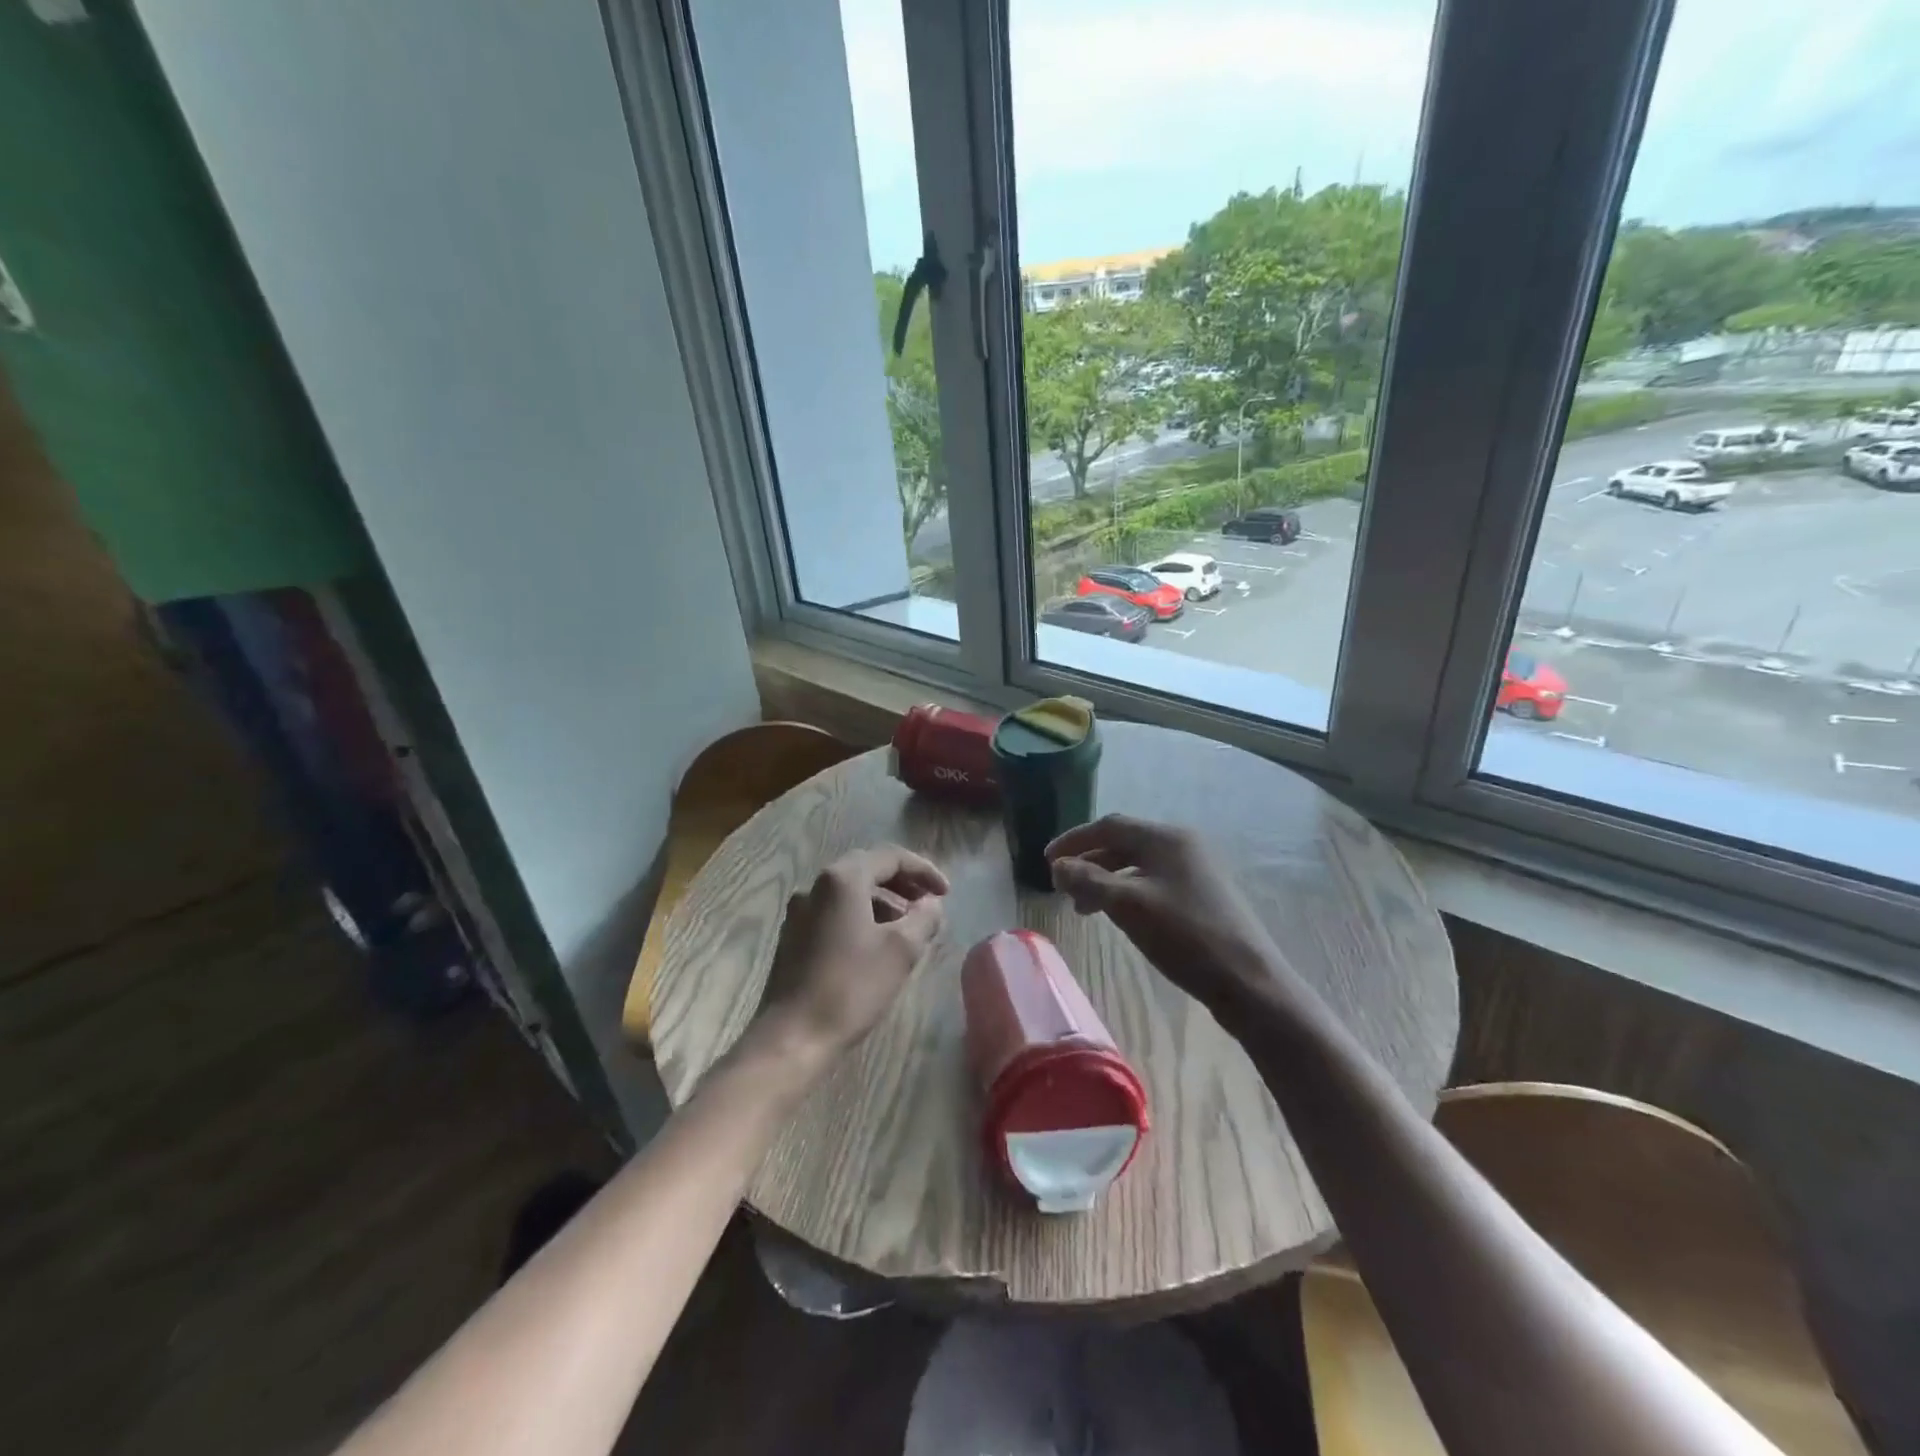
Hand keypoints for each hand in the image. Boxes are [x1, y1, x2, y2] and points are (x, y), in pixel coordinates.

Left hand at [753, 845, 949, 1069]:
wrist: (793, 1037)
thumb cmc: (851, 987)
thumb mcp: (901, 951)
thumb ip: (924, 918)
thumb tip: (932, 903)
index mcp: (843, 879)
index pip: (891, 857)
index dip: (924, 870)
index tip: (946, 893)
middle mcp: (817, 885)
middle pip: (868, 869)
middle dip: (903, 883)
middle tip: (928, 903)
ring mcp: (800, 910)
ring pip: (850, 892)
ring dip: (883, 901)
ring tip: (907, 927)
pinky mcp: (793, 935)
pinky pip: (835, 911)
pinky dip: (861, 916)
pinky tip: (876, 943)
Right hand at [1047, 815, 1303, 1021]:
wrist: (1248, 980)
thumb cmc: (1184, 936)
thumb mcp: (1128, 906)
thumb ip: (1088, 881)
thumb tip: (1058, 867)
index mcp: (1166, 838)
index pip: (1109, 826)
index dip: (1074, 841)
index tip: (1046, 861)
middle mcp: (1182, 844)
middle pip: (1123, 843)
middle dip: (1089, 861)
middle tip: (1062, 886)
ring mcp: (1195, 869)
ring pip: (1137, 864)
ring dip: (1105, 879)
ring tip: (1084, 907)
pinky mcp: (1202, 894)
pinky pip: (1153, 881)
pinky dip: (1127, 891)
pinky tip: (1118, 914)